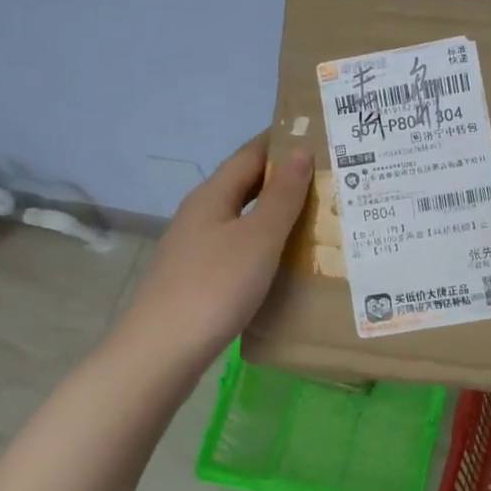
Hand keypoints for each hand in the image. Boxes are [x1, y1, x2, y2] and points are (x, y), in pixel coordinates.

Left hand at [116, 133, 313, 373]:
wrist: (160, 352)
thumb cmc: (214, 287)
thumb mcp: (258, 238)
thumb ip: (282, 196)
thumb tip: (301, 150)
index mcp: (212, 195)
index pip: (251, 154)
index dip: (283, 142)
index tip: (321, 138)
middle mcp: (200, 214)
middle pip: (245, 185)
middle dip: (284, 179)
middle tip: (329, 181)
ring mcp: (194, 247)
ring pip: (242, 218)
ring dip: (275, 214)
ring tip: (317, 218)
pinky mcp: (196, 277)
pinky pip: (237, 247)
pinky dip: (264, 244)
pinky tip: (283, 261)